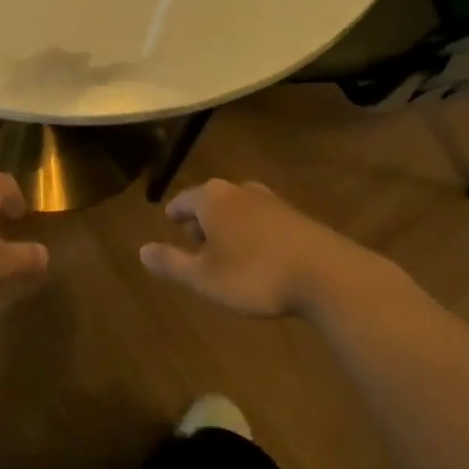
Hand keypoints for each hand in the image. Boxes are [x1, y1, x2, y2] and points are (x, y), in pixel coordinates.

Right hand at [139, 179, 403, 319]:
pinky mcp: (296, 217)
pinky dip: (254, 233)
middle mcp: (239, 190)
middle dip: (202, 219)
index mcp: (212, 198)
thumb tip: (141, 250)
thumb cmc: (254, 274)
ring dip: (230, 226)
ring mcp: (271, 201)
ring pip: (239, 209)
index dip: (175, 213)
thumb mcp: (204, 277)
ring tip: (227, 249)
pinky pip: (263, 220)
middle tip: (196, 239)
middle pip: (212, 201)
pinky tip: (260, 255)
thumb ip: (172, 263)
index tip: (170, 221)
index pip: (184, 200)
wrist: (326, 274)